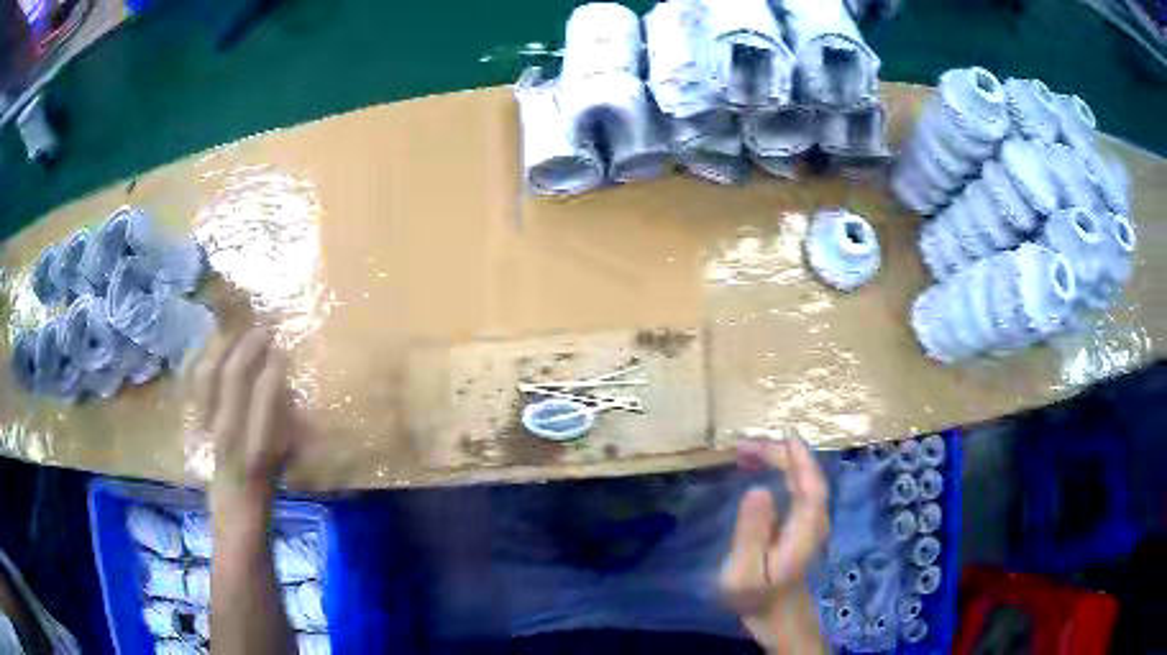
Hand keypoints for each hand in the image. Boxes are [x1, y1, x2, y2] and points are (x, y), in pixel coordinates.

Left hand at [195, 328, 291, 520]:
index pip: (264, 394)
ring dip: (222, 346)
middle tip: (263, 327)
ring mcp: (205, 430)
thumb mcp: (284, 466)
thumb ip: (284, 427)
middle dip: (249, 346)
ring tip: (235, 328)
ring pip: (207, 376)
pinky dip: (199, 361)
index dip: (274, 365)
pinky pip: (192, 387)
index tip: (284, 346)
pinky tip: (207, 349)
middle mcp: (226, 435)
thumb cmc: (266, 498)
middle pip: (233, 377)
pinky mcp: (192, 429)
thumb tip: (285, 389)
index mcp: (256, 449)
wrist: (233, 523)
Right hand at [720, 437, 829, 651]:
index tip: (783, 435)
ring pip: (801, 480)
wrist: (777, 614)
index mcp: (804, 530)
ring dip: (779, 460)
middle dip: (780, 455)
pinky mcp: (801, 523)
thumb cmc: (757, 597)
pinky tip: (760, 466)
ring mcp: (810, 521)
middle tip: (743, 445)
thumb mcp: (745, 572)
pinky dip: (779, 471)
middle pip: (806, 478)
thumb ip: (752, 533)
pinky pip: (795, 487)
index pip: (812, 487)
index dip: (801, 459)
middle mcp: (813, 521)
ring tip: (745, 450)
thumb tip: (758, 489)